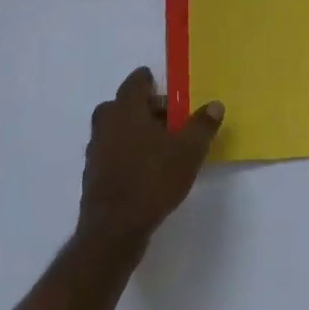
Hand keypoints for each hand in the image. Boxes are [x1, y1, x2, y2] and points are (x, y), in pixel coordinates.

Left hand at [76, 67, 223, 251]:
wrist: (114, 230)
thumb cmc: (153, 180)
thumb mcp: (189, 151)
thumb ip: (202, 126)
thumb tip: (214, 104)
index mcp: (127, 111)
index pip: (134, 84)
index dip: (146, 80)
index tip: (156, 81)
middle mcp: (106, 126)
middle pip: (120, 105)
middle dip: (141, 107)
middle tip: (165, 116)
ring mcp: (96, 152)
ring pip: (113, 130)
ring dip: (132, 131)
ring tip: (158, 144)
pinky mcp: (93, 177)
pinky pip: (110, 153)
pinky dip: (124, 153)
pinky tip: (144, 169)